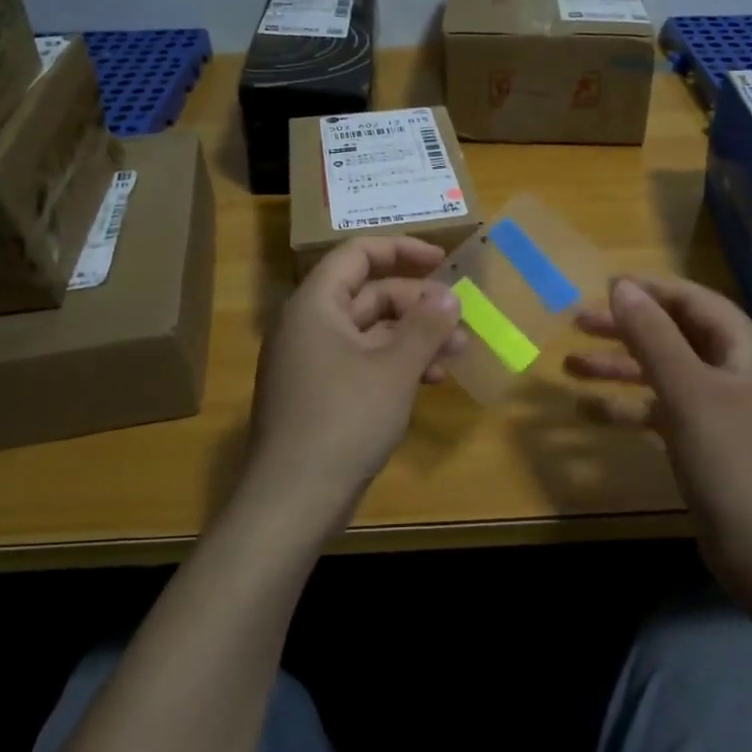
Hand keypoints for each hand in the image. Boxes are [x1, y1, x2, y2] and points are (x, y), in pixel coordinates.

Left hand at [244, 236, 464, 526]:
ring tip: (455, 355)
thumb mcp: (395, 369)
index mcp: (316, 305)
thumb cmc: (344, 420)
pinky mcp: (320, 395)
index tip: (442, 261)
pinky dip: (395, 365)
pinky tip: (428, 382)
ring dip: (414, 338)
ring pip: (371, 332)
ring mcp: (312, 362)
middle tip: (459, 323)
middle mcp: (309, 326)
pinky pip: (363, 362)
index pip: (358, 254)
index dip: (402, 250)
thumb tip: (449, 296)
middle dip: (418, 306)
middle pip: (369, 295)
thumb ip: (425, 326)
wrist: (292, 500)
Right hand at [566, 276, 751, 593]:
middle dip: (626, 328)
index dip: (650, 290)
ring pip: (665, 373)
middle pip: (676, 335)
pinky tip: (588, 412)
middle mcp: (737, 372)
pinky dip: (629, 406)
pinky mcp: (708, 442)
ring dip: (619, 368)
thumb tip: (622, 287)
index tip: (604, 286)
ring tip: (570, 365)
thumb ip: (653, 335)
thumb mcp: (686, 390)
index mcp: (745, 350)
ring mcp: (723, 410)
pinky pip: (663, 410)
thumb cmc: (730, 460)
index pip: (694, 301)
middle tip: (577, 323)